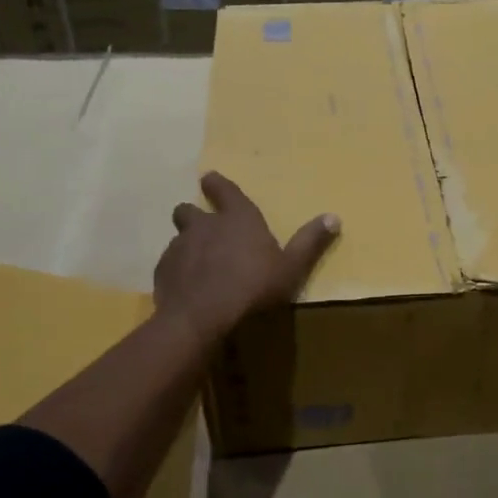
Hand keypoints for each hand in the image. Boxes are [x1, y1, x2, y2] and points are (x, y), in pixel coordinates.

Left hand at [156, 172, 339, 347]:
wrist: (202, 318)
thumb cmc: (253, 287)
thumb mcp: (291, 267)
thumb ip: (310, 242)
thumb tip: (334, 217)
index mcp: (237, 218)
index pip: (223, 190)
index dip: (217, 184)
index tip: (209, 179)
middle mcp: (204, 225)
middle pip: (189, 210)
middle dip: (194, 214)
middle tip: (204, 226)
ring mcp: (179, 247)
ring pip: (178, 237)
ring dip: (187, 245)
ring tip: (197, 262)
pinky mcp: (163, 272)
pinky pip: (169, 264)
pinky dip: (177, 270)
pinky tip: (187, 287)